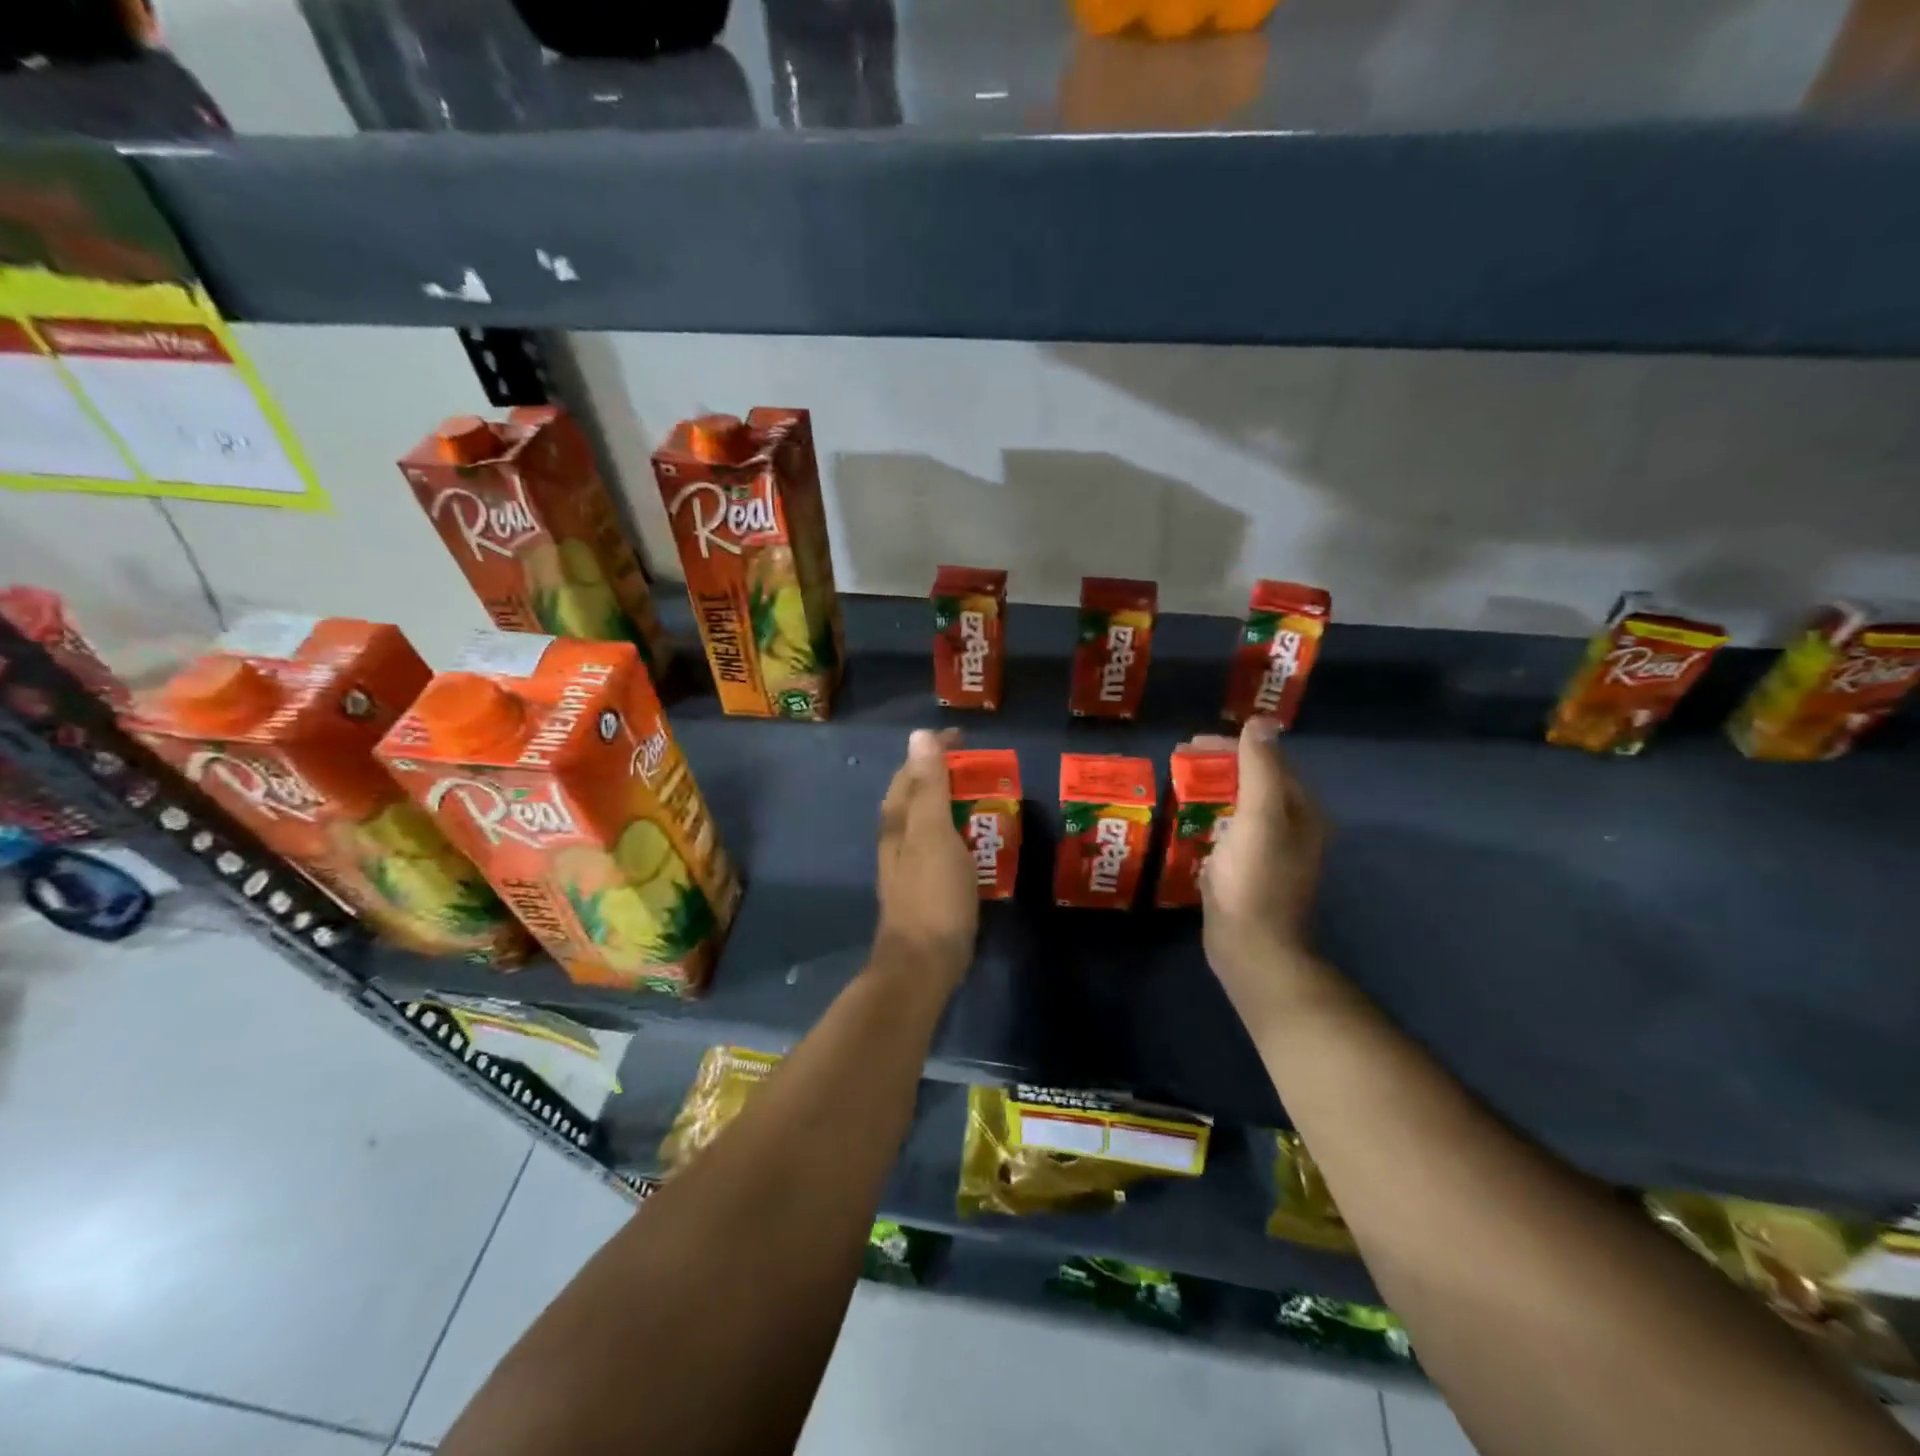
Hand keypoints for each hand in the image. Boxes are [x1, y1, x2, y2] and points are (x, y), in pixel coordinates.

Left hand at [874, 727, 977, 987]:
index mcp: (898, 820)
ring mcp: (908, 864)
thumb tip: (919, 735)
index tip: (964, 737)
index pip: (912, 771)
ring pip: (927, 820)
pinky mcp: (924, 886)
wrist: (923, 963)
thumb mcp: (933, 834)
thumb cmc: (932, 894)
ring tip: (984, 797)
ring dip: (951, 803)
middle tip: (981, 767)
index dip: (935, 750)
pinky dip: (957, 832)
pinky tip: (977, 841)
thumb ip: (929, 787)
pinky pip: (940, 845)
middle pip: (917, 794)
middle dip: (944, 774)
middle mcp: (897, 837)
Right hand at [1198, 717, 1325, 994]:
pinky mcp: (1248, 870)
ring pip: (1241, 805)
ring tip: (1179, 783)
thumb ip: (1260, 769)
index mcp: (1301, 811)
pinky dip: (1209, 816)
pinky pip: (1229, 830)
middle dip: (1219, 766)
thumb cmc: (1255, 881)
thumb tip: (1262, 721)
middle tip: (1179, 760)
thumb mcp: (1260, 818)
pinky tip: (1188, 820)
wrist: (1251, 948)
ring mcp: (1270, 851)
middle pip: (1255, 781)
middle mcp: (1292, 827)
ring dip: (1212, 790)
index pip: (1268, 761)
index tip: (1190, 743)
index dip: (1231, 746)